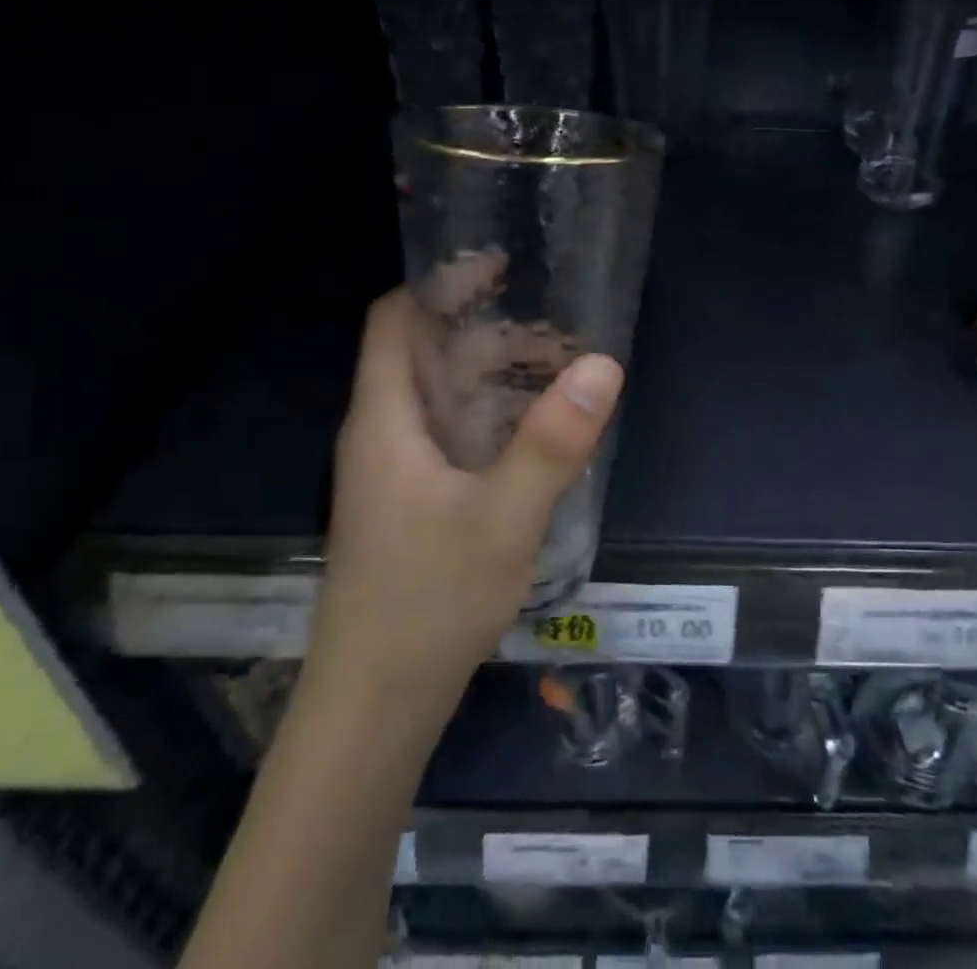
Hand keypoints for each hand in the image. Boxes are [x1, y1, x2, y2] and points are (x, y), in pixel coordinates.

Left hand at [309, 288, 623, 695]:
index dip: (439, 283)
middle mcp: (384, 434)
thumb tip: (603, 363)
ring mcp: (397, 473)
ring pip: (445, 397)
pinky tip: (539, 431)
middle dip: (489, 329)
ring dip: (496, 375)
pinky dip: (494, 415)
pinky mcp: (414, 503)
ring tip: (561, 369)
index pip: (394, 320)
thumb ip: (553, 442)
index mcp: (386, 420)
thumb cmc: (427, 604)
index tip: (500, 264)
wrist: (374, 712)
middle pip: (428, 354)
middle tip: (557, 324)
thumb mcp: (503, 519)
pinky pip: (454, 434)